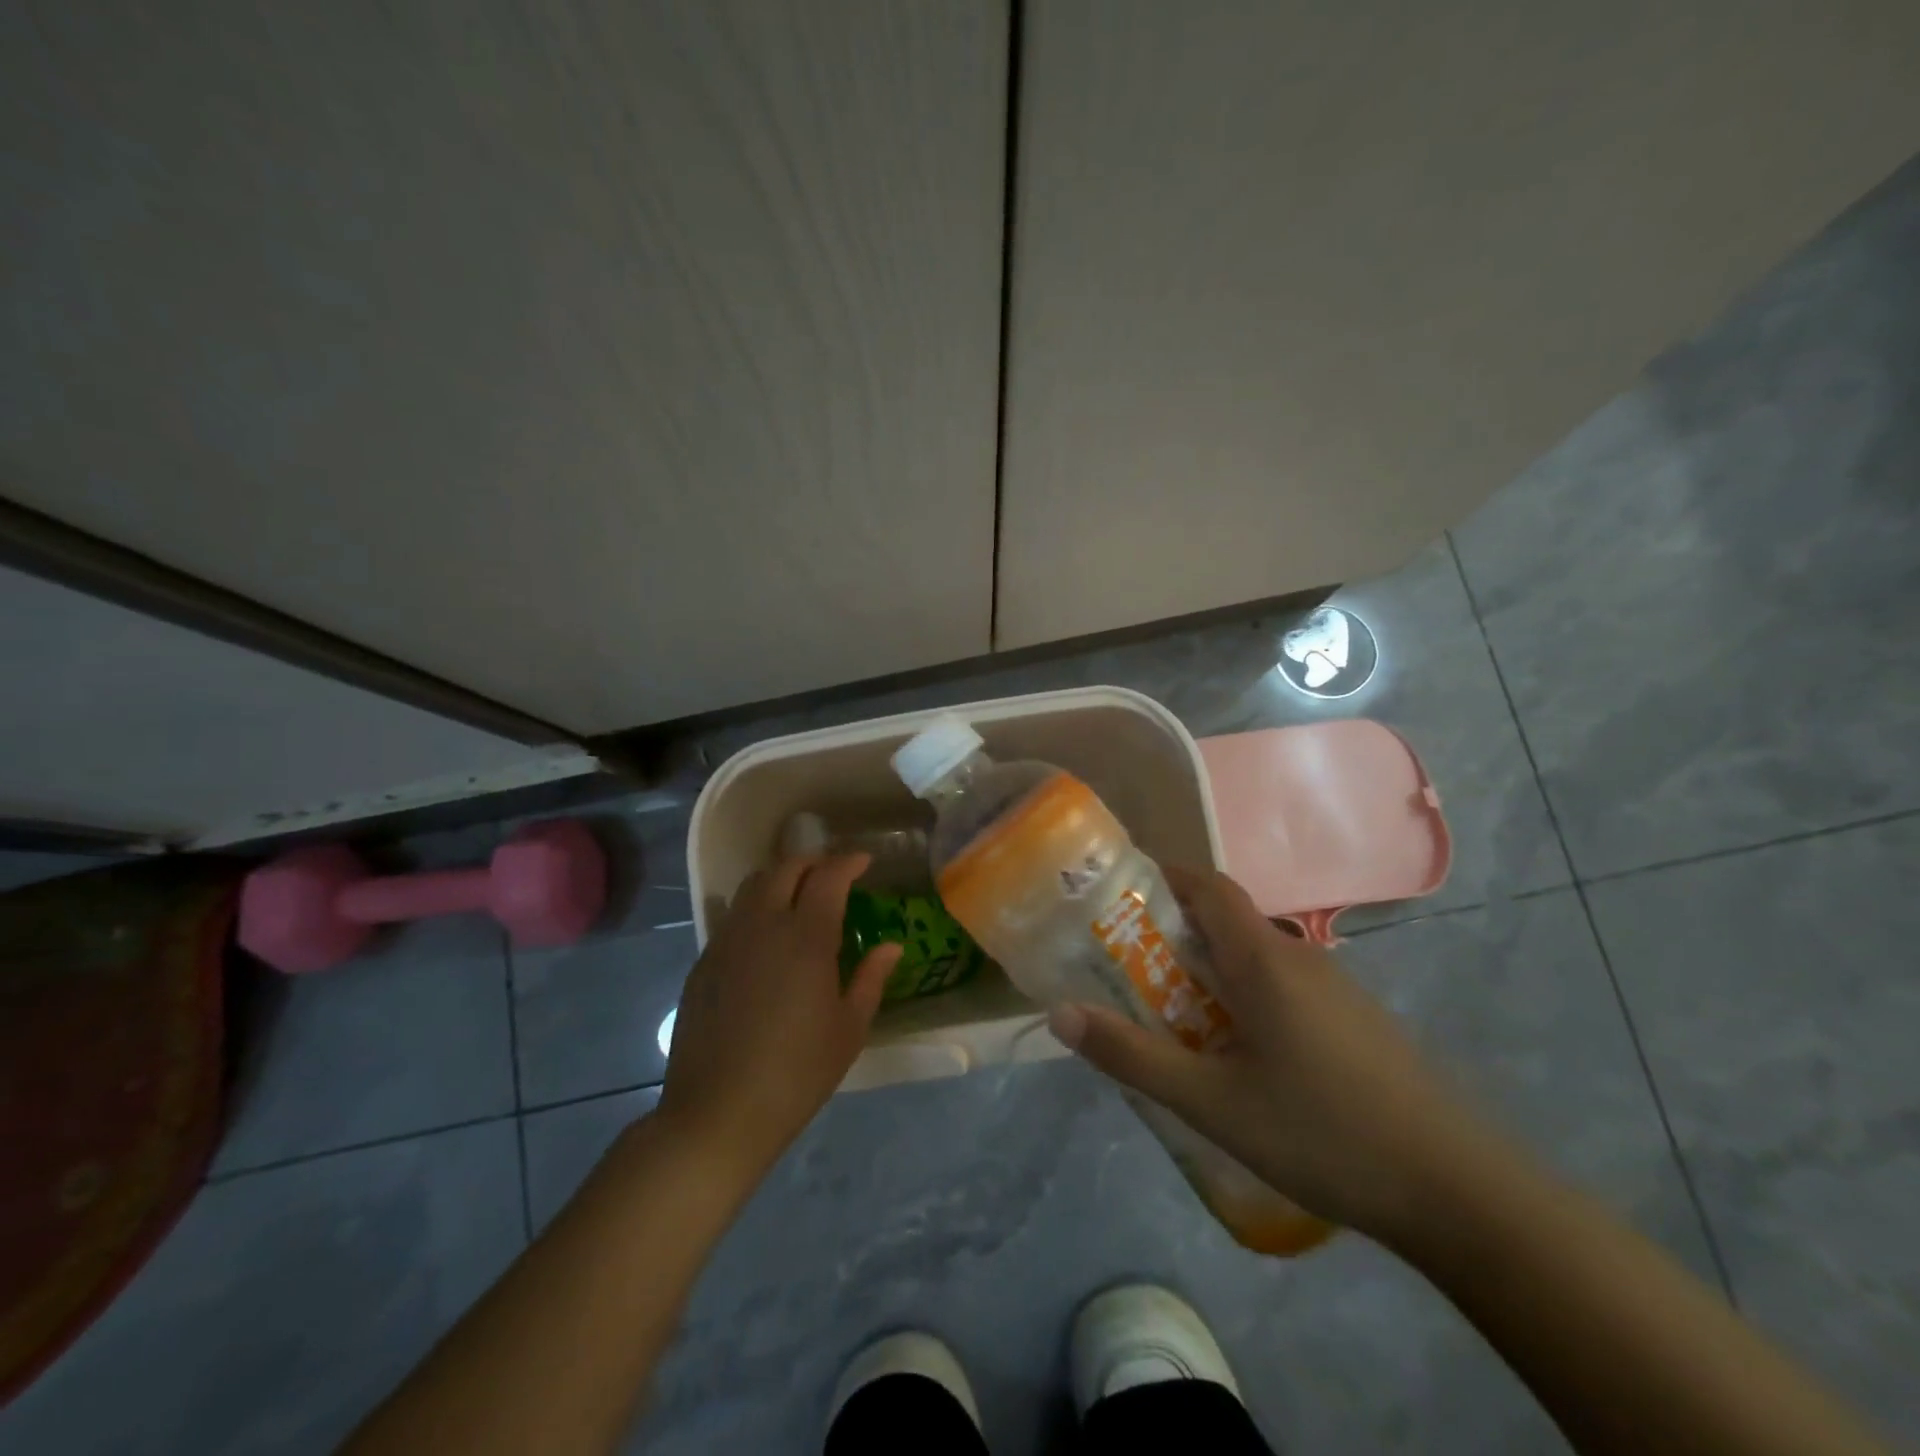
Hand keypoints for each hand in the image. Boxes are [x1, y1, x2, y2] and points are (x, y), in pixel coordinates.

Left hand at [656, 853, 900, 1178]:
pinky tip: (766, 940)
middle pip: (784, 869)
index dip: (848, 862)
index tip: (864, 862)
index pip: (828, 877)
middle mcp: (763, 925)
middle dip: (813, 862)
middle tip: (833, 874)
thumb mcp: (849, 1029)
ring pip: (752, 887)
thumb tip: (891, 946)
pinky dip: (755, 910)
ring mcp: (726, 942)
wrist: (717, 1113)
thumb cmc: (796, 1072)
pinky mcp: (703, 963)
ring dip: (780, 879)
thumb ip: (871, 979)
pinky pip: (732, 918)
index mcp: (805, 937)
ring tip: (798, 897)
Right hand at [1048, 865, 1492, 1241]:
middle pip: (1226, 921)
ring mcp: (1335, 989)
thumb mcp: (1212, 1102)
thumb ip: (1133, 1056)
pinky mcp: (1355, 1022)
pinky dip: (1243, 996)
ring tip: (1169, 1012)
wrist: (1458, 1190)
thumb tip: (1061, 1014)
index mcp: (1263, 959)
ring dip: (1209, 969)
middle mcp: (1299, 957)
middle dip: (1173, 931)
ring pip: (1255, 958)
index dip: (1163, 875)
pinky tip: (1236, 1054)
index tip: (1119, 891)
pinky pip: (1283, 987)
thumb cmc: (1323, 1131)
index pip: (1208, 886)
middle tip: (1125, 964)